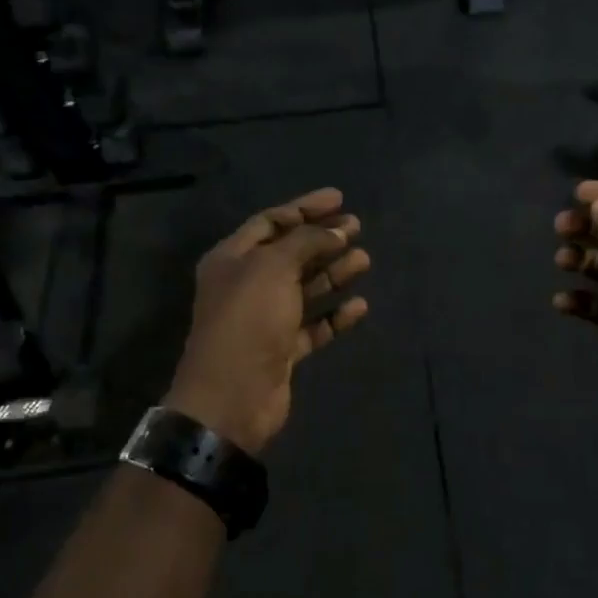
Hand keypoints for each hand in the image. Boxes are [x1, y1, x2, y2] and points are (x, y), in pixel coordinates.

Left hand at [165, 188, 370, 454]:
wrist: (232, 398)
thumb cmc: (248, 320)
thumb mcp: (273, 268)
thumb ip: (306, 242)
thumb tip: (335, 232)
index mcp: (233, 259)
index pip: (271, 222)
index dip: (304, 209)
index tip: (339, 200)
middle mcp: (247, 284)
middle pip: (290, 253)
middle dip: (323, 238)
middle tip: (357, 227)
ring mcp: (265, 319)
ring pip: (304, 288)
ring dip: (333, 272)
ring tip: (365, 259)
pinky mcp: (282, 349)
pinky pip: (313, 325)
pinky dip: (335, 314)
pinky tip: (359, 305)